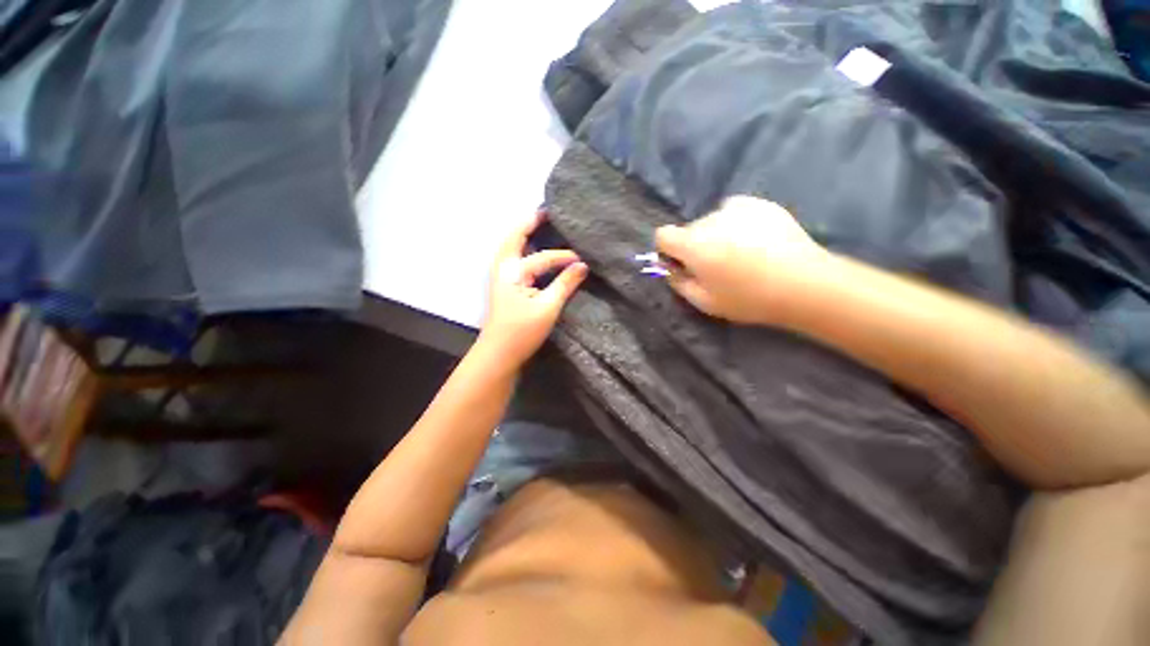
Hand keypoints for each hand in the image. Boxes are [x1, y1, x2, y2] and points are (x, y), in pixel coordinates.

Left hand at [479, 211, 587, 365]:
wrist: (499, 353)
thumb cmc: (523, 331)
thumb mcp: (548, 307)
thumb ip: (565, 284)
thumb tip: (583, 266)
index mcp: (513, 271)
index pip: (544, 258)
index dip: (565, 257)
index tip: (584, 259)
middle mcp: (503, 267)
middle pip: (514, 237)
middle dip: (529, 222)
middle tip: (546, 212)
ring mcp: (499, 276)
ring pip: (509, 246)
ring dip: (521, 233)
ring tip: (537, 223)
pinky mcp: (502, 285)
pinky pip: (511, 257)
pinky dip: (520, 247)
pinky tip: (530, 249)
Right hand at [655, 196, 829, 324]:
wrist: (803, 283)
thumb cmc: (748, 298)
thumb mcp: (704, 301)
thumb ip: (678, 282)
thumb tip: (669, 268)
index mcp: (693, 244)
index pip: (662, 235)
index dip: (667, 250)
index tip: (681, 264)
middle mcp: (710, 220)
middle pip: (689, 229)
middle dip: (694, 245)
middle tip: (715, 265)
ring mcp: (737, 208)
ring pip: (712, 220)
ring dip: (715, 234)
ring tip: (740, 253)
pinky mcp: (760, 203)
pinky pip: (734, 210)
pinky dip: (736, 223)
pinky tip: (754, 240)